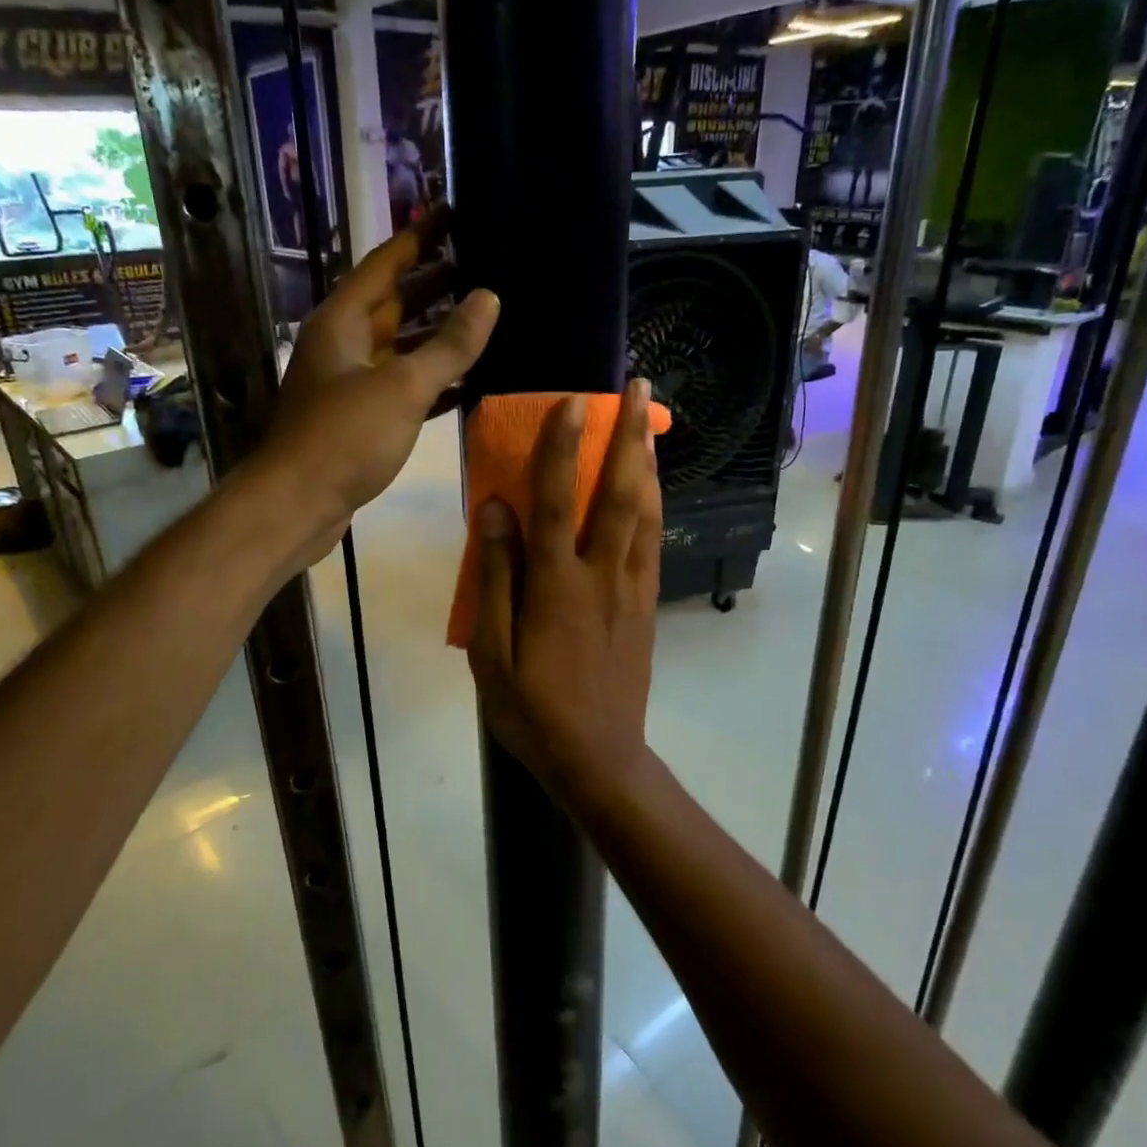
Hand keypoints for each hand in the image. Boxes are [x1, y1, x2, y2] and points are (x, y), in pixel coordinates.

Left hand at [255, 209, 499, 561]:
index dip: (422, 235)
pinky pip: (403, 386)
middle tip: (486, 265)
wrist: (296, 504)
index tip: (456, 212)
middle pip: (395, 302)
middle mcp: (344, 343)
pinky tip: (469, 382)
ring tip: (487, 319)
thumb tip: (488, 297)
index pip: (386, 262)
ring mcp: (350, 383)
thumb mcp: (402, 386)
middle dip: (437, 283)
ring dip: (438, 335)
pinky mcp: (359, 418)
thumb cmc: (344, 436)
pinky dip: (433, 381)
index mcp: (343, 320)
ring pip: (401, 346)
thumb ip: (449, 345)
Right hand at [468, 380, 661, 801]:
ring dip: (648, 461)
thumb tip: (497, 510)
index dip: (564, 448)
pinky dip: (655, 505)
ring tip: (650, 422)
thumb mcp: (490, 652)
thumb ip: (495, 578)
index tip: (572, 401)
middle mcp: (602, 575)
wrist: (598, 758)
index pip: (560, 501)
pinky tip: (653, 488)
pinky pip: (654, 543)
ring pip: (647, 513)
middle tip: (639, 388)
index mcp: (557, 585)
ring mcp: (632, 590)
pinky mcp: (647, 606)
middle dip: (630, 435)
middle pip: (621, 493)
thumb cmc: (532, 709)